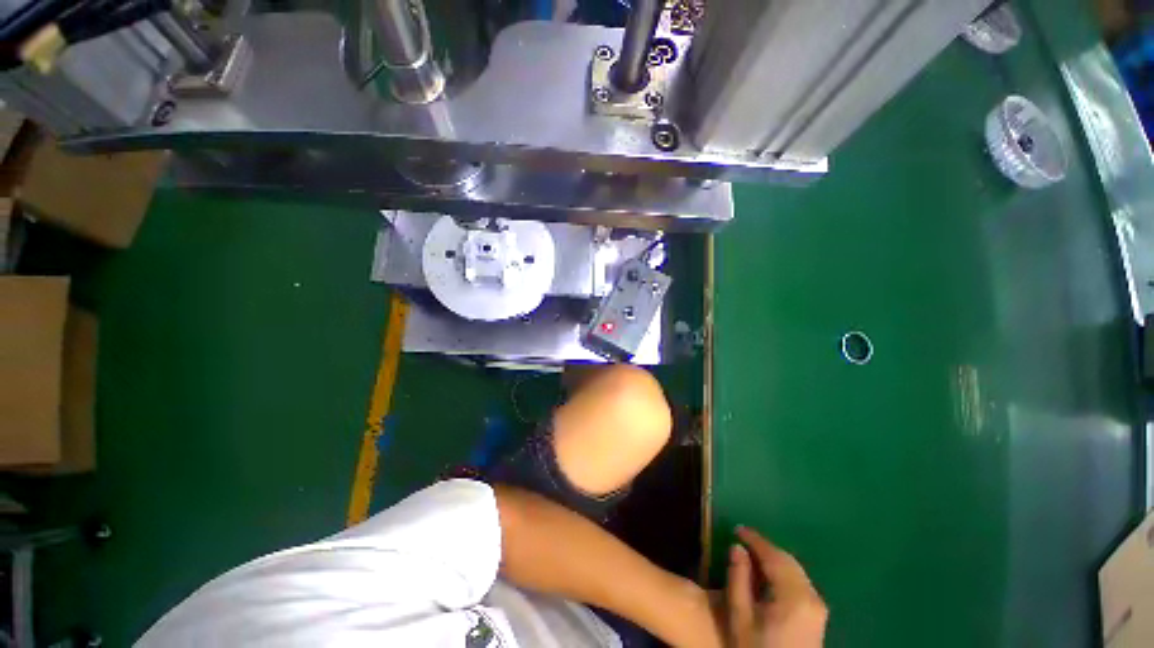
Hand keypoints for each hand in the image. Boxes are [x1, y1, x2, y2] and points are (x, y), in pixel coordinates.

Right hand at [724, 526, 826, 647]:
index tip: (737, 528)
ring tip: (752, 553)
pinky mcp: (818, 615)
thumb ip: (738, 579)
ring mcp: (818, 606)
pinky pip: (799, 581)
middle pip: (788, 561)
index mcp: (794, 596)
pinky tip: (769, 574)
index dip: (754, 539)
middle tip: (743, 539)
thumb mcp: (740, 617)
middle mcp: (812, 596)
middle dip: (765, 547)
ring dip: (774, 558)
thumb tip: (737, 547)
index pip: (774, 556)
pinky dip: (783, 571)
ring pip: (795, 570)